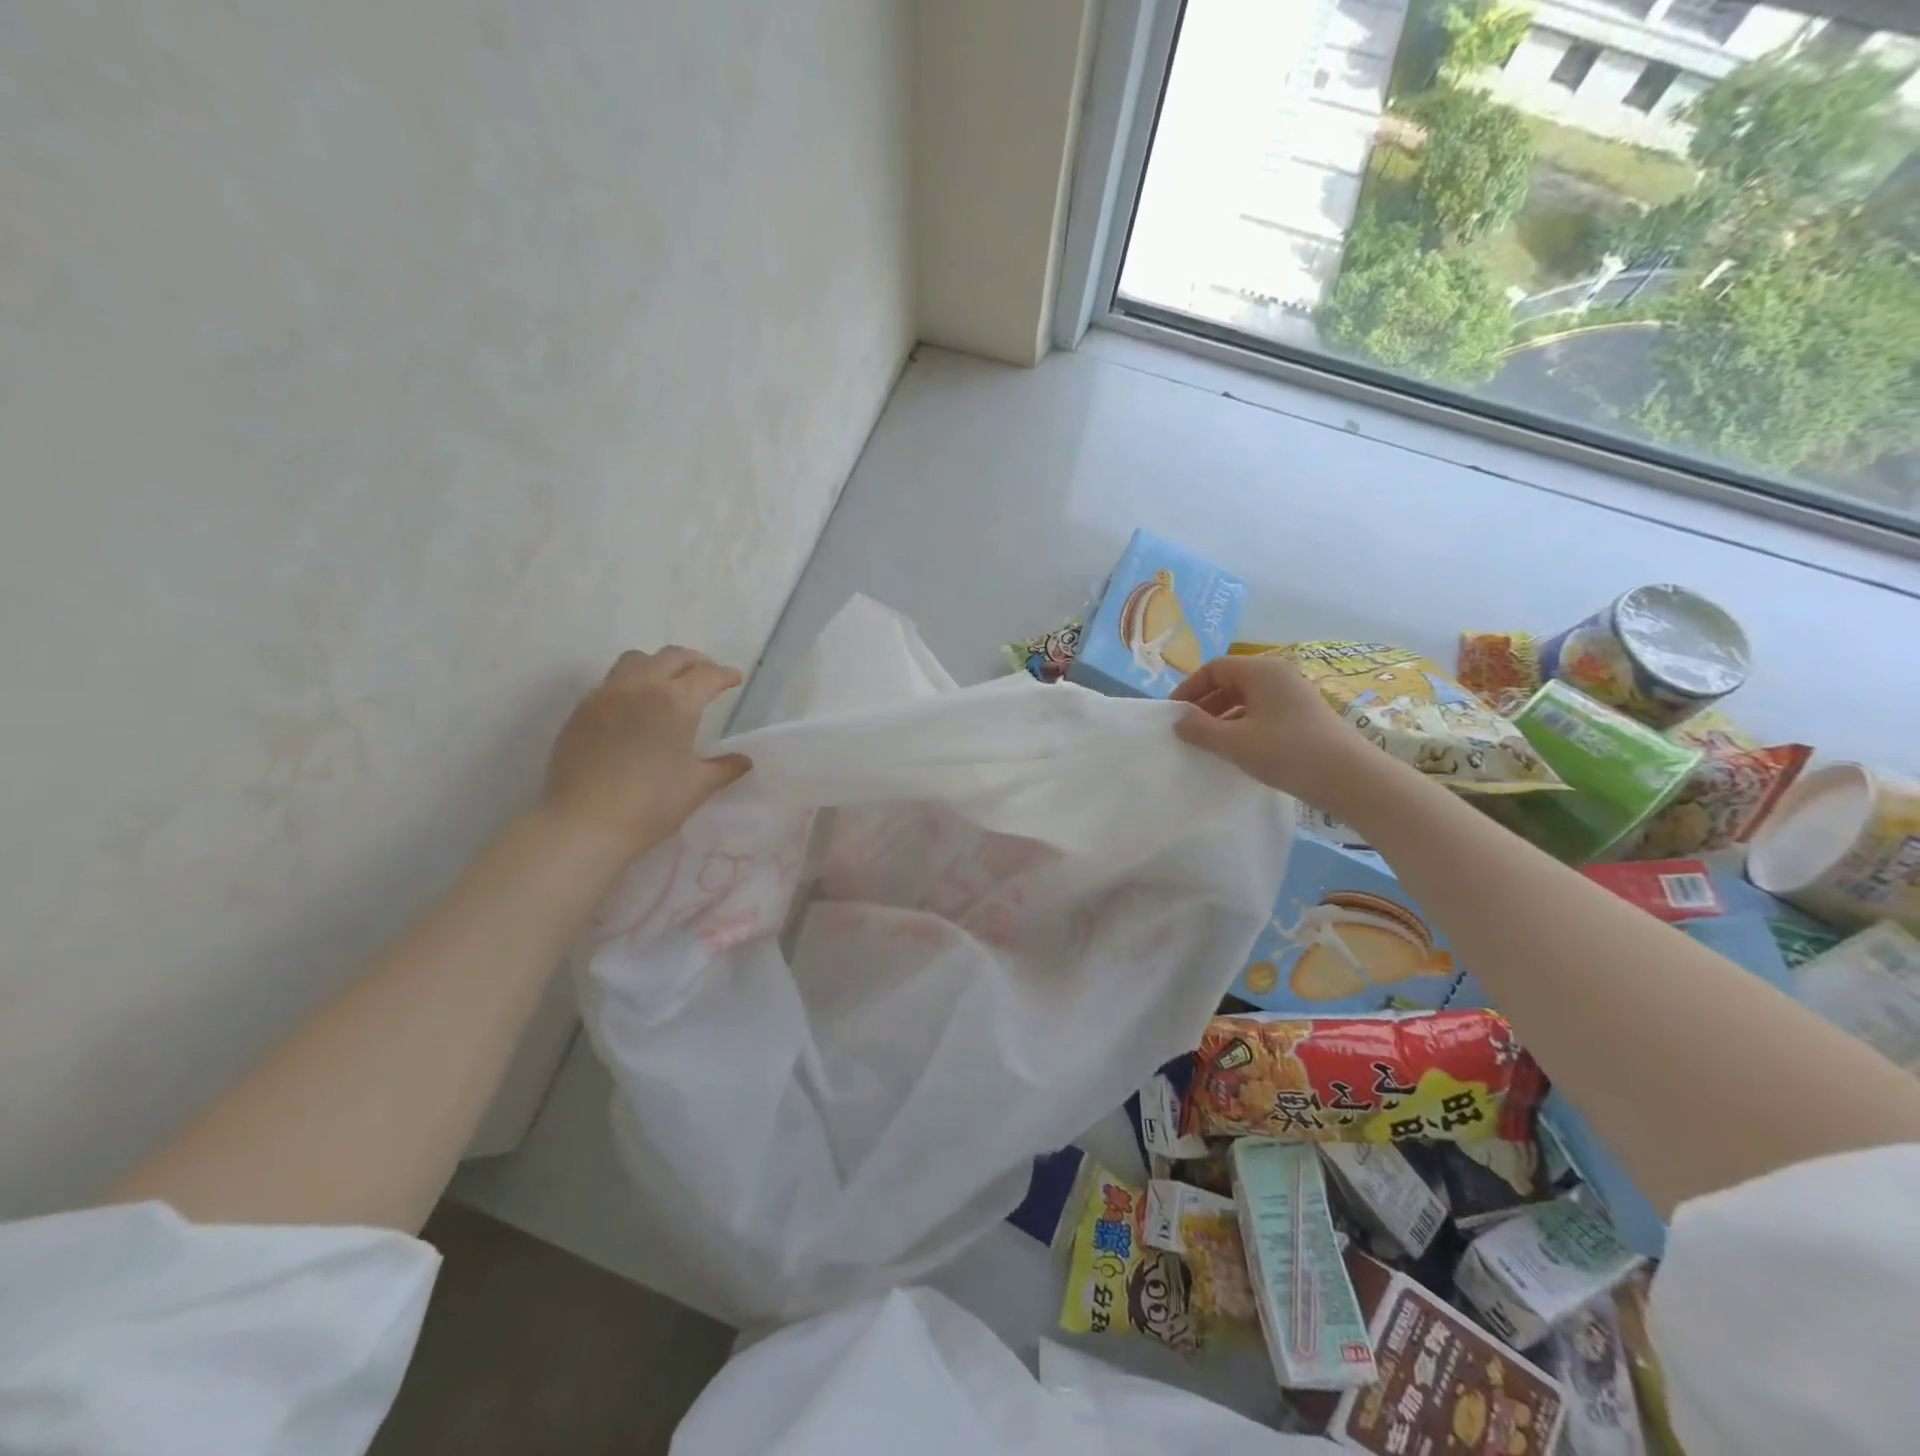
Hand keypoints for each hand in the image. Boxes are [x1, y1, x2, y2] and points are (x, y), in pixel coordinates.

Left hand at [541, 647, 750, 860]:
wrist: (584, 824)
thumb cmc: (651, 805)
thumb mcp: (697, 787)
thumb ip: (725, 768)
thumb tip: (744, 761)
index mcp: (677, 703)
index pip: (708, 675)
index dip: (725, 675)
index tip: (735, 679)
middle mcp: (642, 687)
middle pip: (672, 657)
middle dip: (695, 662)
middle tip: (707, 676)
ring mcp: (606, 695)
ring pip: (636, 660)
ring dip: (659, 664)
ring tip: (668, 683)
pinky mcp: (582, 710)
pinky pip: (611, 682)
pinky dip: (631, 683)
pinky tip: (635, 708)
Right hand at [1170, 653, 1373, 800]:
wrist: (1350, 779)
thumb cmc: (1287, 752)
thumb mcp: (1234, 742)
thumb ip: (1200, 729)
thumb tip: (1178, 719)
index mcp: (1261, 671)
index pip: (1214, 668)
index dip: (1189, 688)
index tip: (1173, 714)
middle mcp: (1279, 675)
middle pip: (1231, 681)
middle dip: (1205, 703)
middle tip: (1186, 730)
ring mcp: (1294, 696)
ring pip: (1247, 699)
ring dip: (1222, 717)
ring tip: (1208, 743)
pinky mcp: (1303, 717)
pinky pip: (1262, 713)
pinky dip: (1242, 725)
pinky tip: (1236, 750)